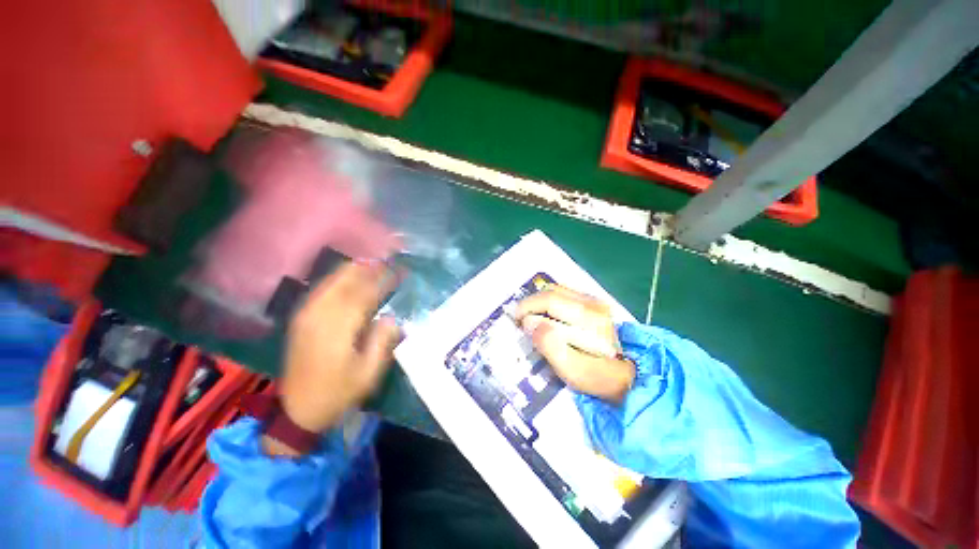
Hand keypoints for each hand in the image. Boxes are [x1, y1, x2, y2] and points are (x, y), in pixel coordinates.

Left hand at [278, 261, 401, 435]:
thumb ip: (382, 341)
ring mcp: (306, 314)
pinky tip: (349, 276)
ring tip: (373, 262)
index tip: (399, 269)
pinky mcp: (301, 318)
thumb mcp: (369, 372)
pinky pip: (321, 289)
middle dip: (368, 267)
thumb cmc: (338, 392)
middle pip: (345, 280)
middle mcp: (319, 314)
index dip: (384, 278)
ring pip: (332, 281)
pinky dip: (338, 278)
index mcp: (338, 327)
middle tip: (388, 259)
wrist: (298, 410)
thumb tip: (390, 316)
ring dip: (353, 269)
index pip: (365, 292)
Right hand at [515, 286, 633, 401]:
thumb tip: (530, 323)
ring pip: (556, 290)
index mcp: (590, 319)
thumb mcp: (572, 370)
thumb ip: (550, 346)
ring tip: (530, 317)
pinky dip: (548, 301)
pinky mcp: (592, 301)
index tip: (516, 321)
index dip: (528, 307)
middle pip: (552, 292)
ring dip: (539, 301)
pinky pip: (562, 293)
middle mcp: (593, 303)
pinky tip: (544, 315)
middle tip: (519, 319)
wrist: (625, 375)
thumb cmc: (597, 377)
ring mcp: (594, 300)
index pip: (551, 301)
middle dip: (531, 303)